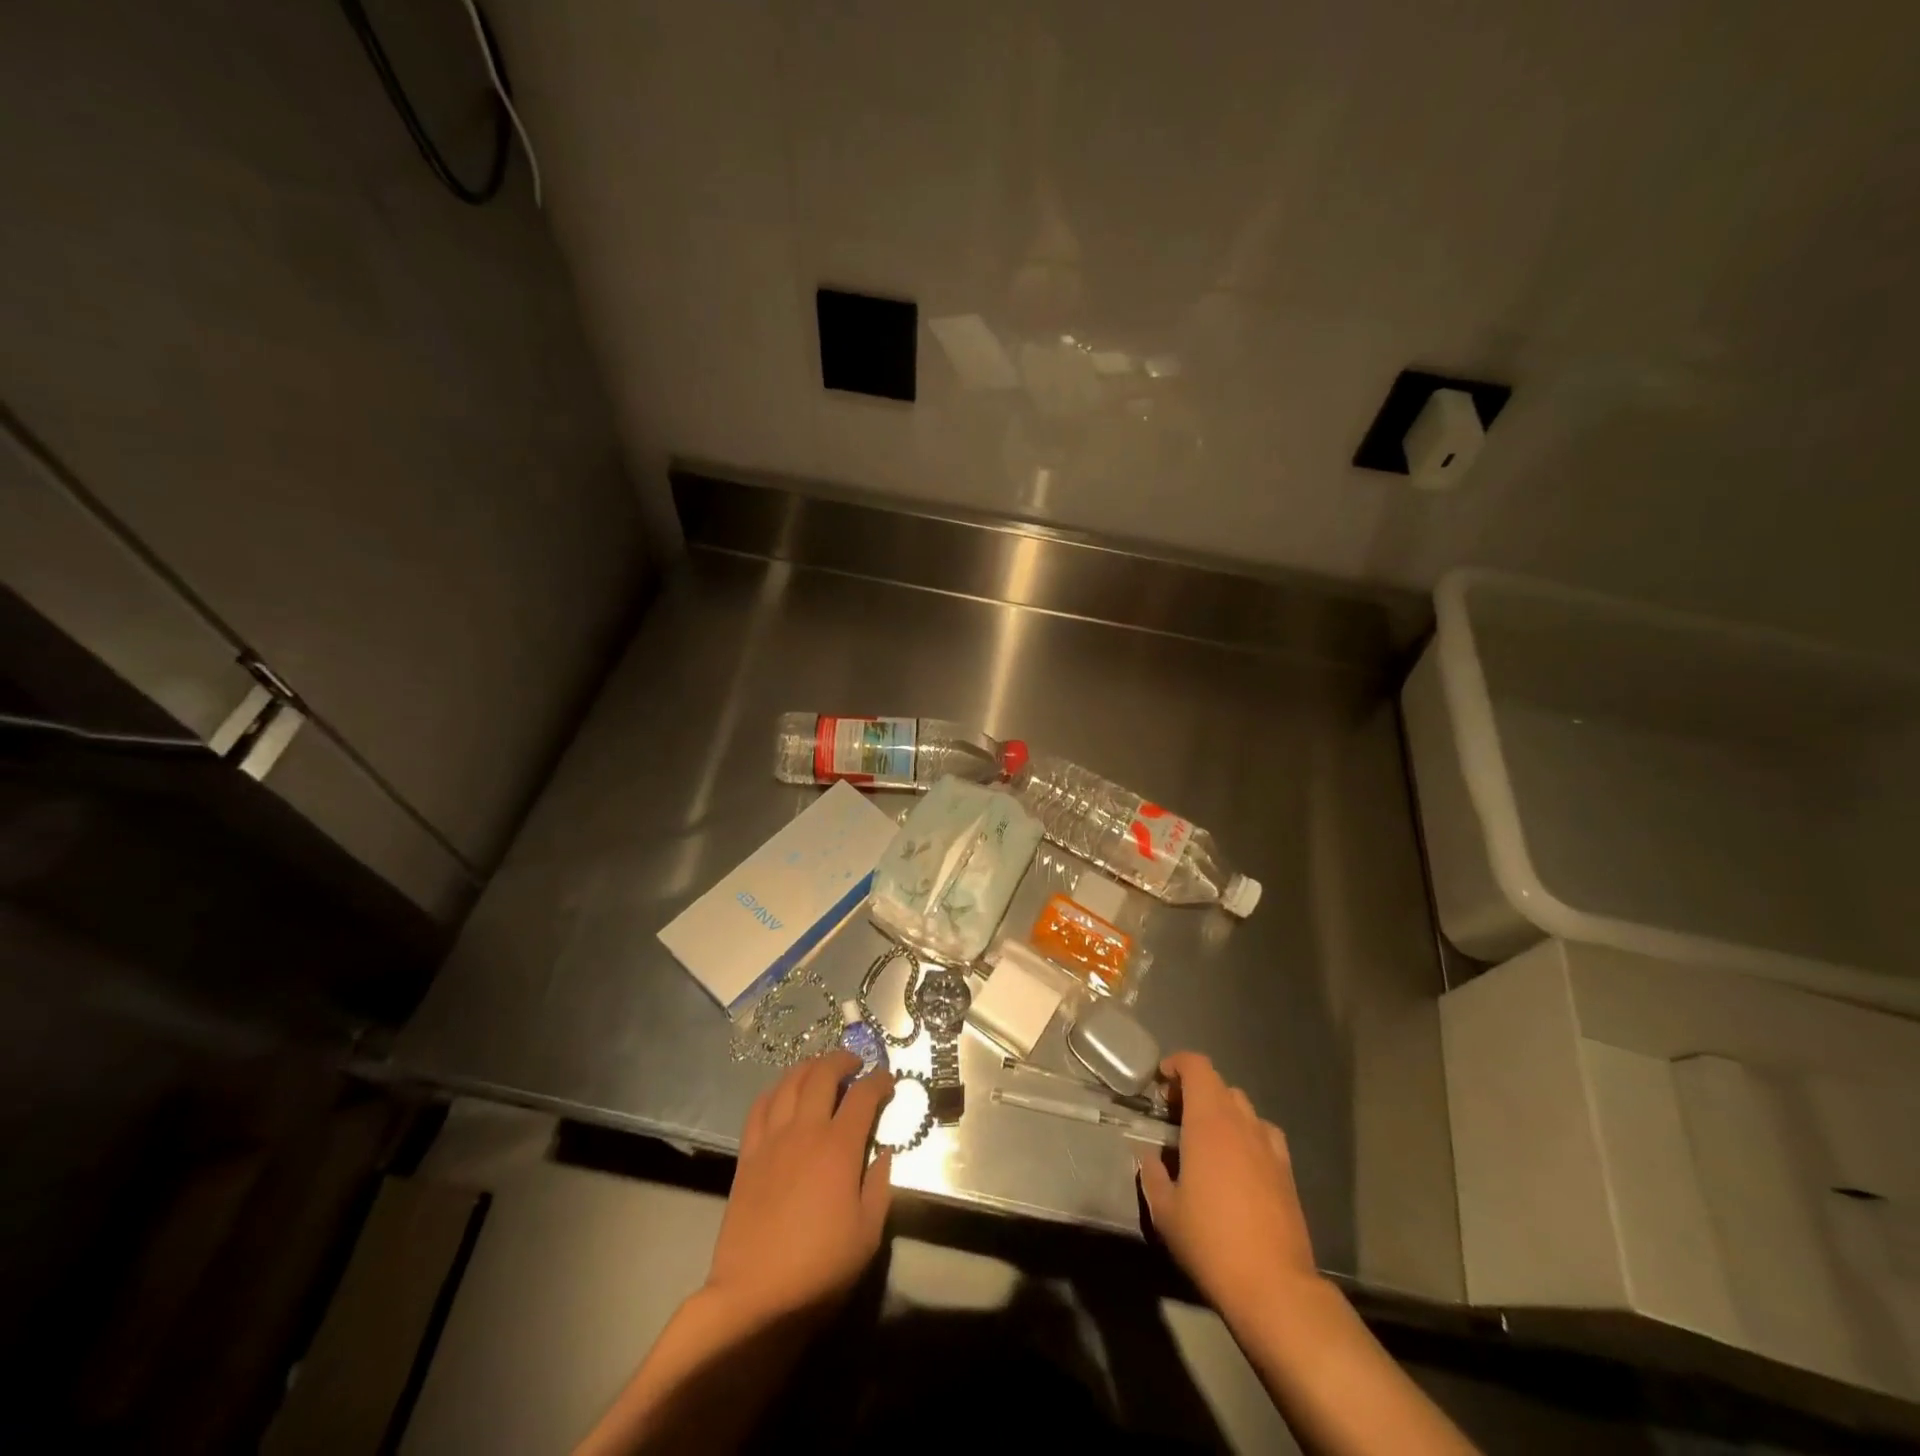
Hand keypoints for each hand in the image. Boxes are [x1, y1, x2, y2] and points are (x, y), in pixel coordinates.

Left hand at [705, 1051, 894, 1323]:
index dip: (879, 1080)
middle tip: (855, 1064)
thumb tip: (884, 1152)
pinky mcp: (748, 1155)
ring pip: (789, 1082)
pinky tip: (784, 1095)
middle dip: (842, 1060)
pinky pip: (760, 1107)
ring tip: (821, 1070)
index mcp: (839, 1148)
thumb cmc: (819, 1269)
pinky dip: (776, 1090)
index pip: (863, 1095)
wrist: (754, 1298)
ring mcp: (772, 1140)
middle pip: (822, 1074)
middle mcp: (805, 1131)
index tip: (888, 1080)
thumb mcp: (867, 1234)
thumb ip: (879, 1186)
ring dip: (809, 1067)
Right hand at [1137, 1051, 1318, 1322]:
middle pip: (1219, 1084)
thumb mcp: (1165, 1211)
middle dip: (1195, 1089)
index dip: (1177, 1064)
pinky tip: (1237, 1161)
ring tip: (1204, 1137)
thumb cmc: (1211, 1242)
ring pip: (1243, 1107)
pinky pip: (1264, 1134)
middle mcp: (1241, 1123)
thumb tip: (1149, 1158)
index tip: (1160, 1081)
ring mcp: (1268, 1146)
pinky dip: (1246, 1134)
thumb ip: (1152, 1174)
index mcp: (1209, 1122)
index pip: (1197, 1066)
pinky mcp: (1287, 1171)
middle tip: (1174, 1114)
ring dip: (1221, 1110)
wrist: (1274, 1286)